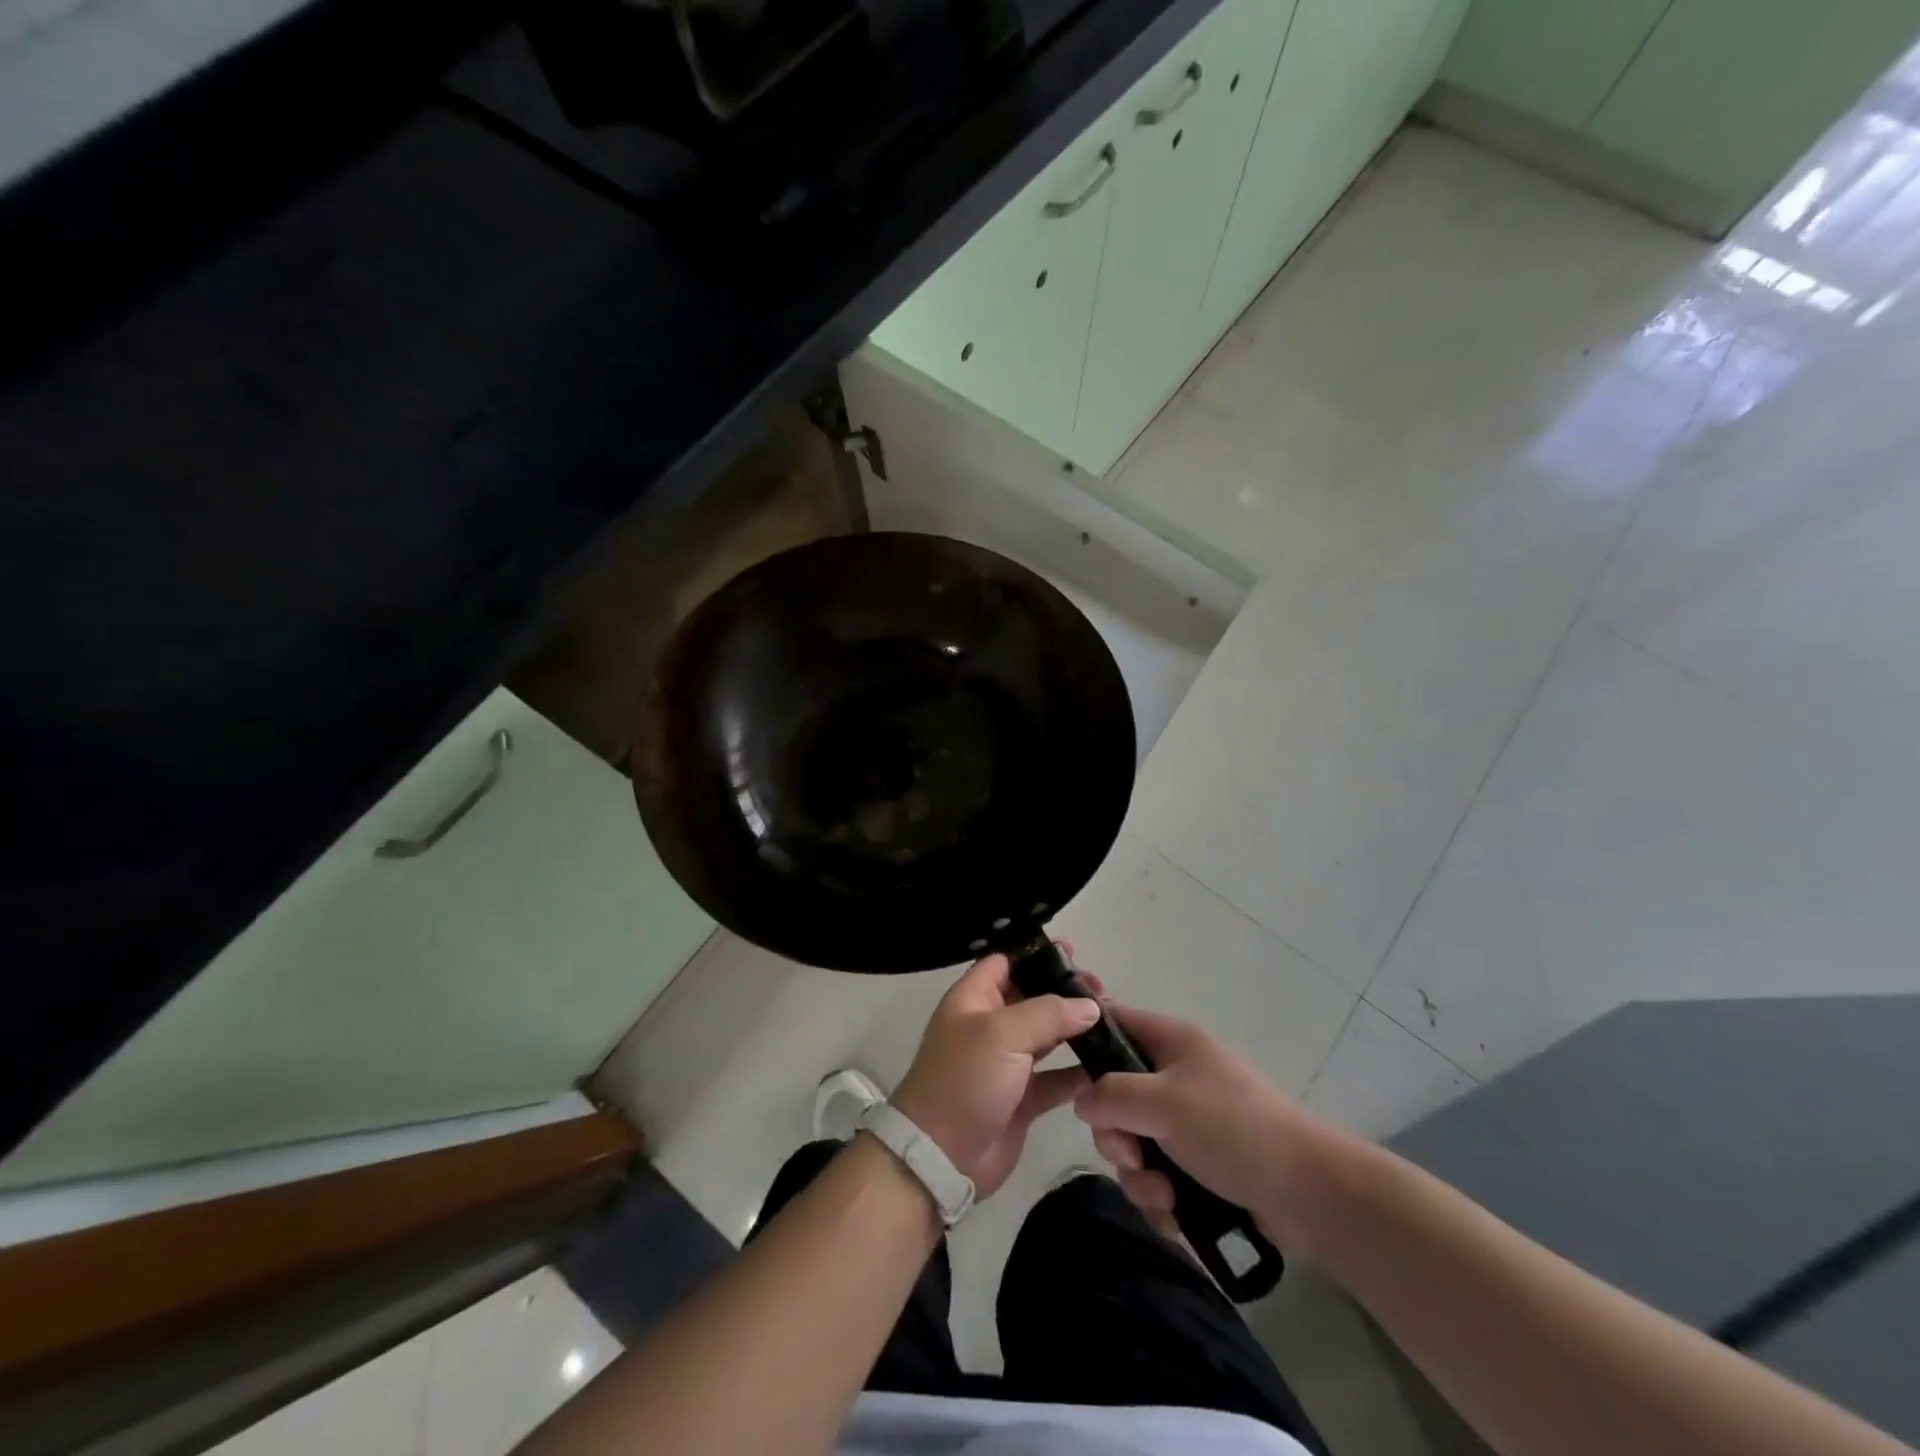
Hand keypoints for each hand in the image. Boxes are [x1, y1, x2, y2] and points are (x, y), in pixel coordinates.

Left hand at [891, 953, 1098, 1198]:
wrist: (941, 1156)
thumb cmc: (965, 1079)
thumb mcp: (1002, 1033)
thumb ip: (1049, 1013)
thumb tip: (1089, 1005)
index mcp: (973, 999)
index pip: (1004, 962)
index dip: (1034, 954)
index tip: (1073, 952)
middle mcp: (990, 1026)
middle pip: (1031, 997)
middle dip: (1064, 991)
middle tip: (1102, 990)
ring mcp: (1006, 1063)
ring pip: (1047, 1037)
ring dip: (1075, 1030)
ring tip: (1112, 1022)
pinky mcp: (1022, 1099)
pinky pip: (1055, 1078)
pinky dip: (1078, 1073)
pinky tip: (1106, 1066)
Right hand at [1071, 995, 1347, 1249]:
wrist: (1310, 1194)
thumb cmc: (1233, 1128)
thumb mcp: (1164, 1102)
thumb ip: (1112, 1095)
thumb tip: (1081, 1099)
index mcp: (1171, 1043)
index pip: (1114, 1020)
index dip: (1087, 1040)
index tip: (1068, 1077)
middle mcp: (1175, 1077)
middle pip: (1115, 1096)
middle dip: (1117, 1136)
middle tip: (1133, 1155)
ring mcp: (1187, 1123)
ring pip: (1134, 1144)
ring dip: (1141, 1177)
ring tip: (1166, 1196)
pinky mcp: (1199, 1168)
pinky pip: (1156, 1178)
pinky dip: (1161, 1200)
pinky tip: (1177, 1216)